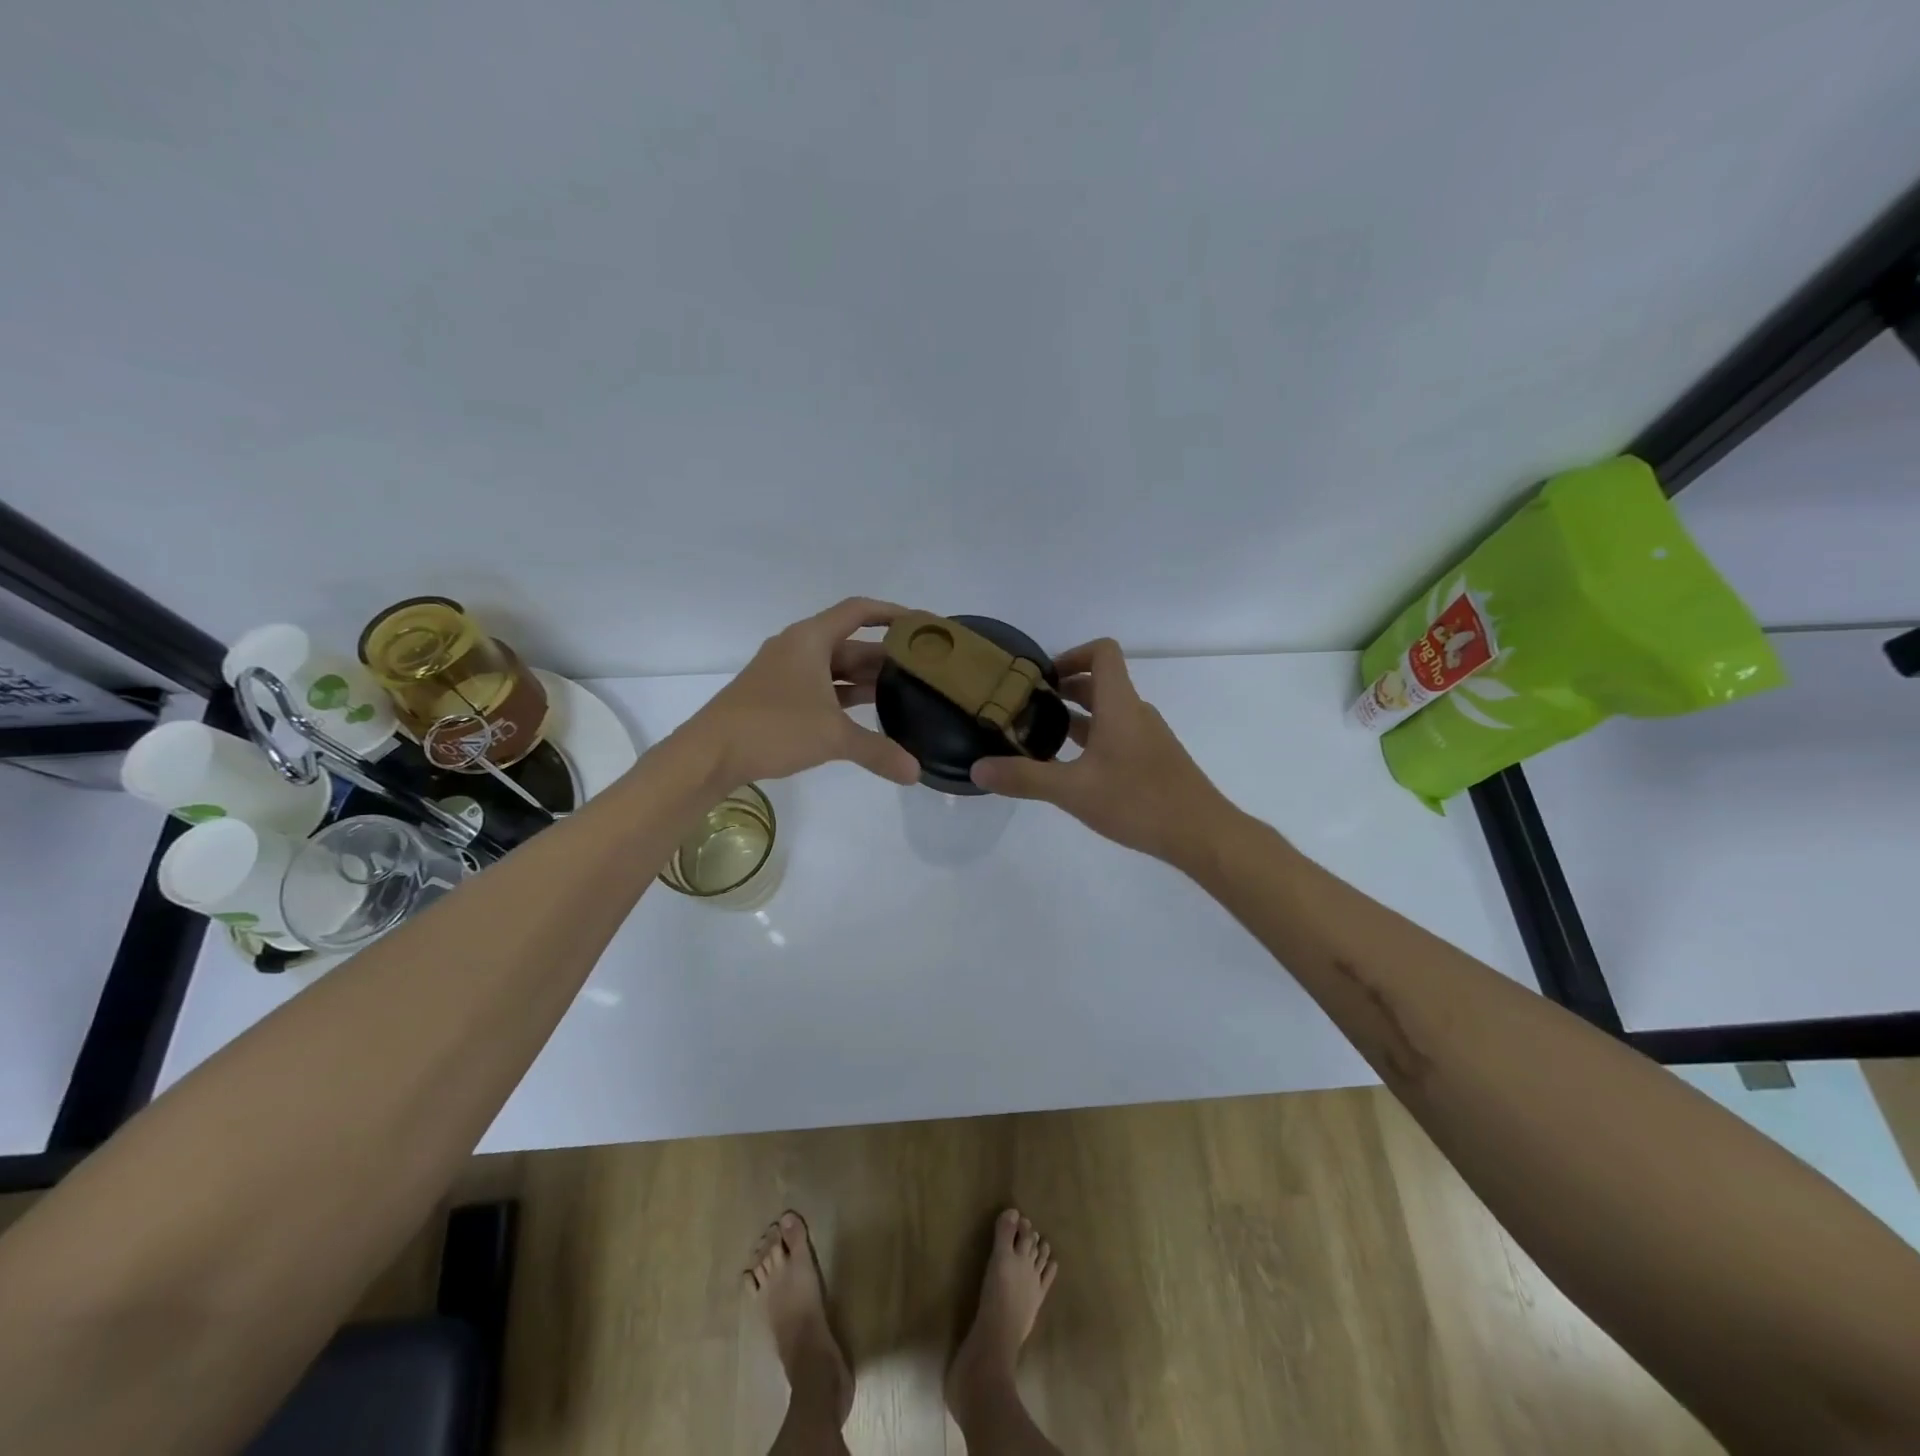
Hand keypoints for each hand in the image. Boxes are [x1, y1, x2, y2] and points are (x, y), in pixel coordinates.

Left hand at [687, 598, 921, 787]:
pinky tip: (866, 713)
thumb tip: (915, 773)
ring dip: (865, 678)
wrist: (709, 753)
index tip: (921, 625)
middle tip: (922, 670)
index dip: (892, 613)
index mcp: (810, 639)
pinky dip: (844, 696)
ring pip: (835, 667)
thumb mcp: (832, 737)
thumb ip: (878, 750)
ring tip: (903, 692)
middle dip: (885, 656)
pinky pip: (821, 687)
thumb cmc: (773, 728)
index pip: (859, 611)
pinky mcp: (777, 696)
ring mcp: (785, 673)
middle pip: (850, 643)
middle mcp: (798, 648)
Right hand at [970, 639, 1232, 865]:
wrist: (1201, 833)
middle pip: (1100, 683)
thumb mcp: (1072, 790)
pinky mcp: (1154, 760)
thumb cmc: (1138, 801)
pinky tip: (1074, 770)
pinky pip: (1119, 735)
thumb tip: (978, 768)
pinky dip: (1093, 740)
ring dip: (1077, 718)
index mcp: (1120, 705)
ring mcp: (1148, 737)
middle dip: (1064, 690)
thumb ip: (1024, 777)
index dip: (1071, 655)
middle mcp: (1136, 713)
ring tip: (1042, 740)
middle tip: (1028, 710)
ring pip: (1109, 712)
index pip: (1102, 653)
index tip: (1042, 679)